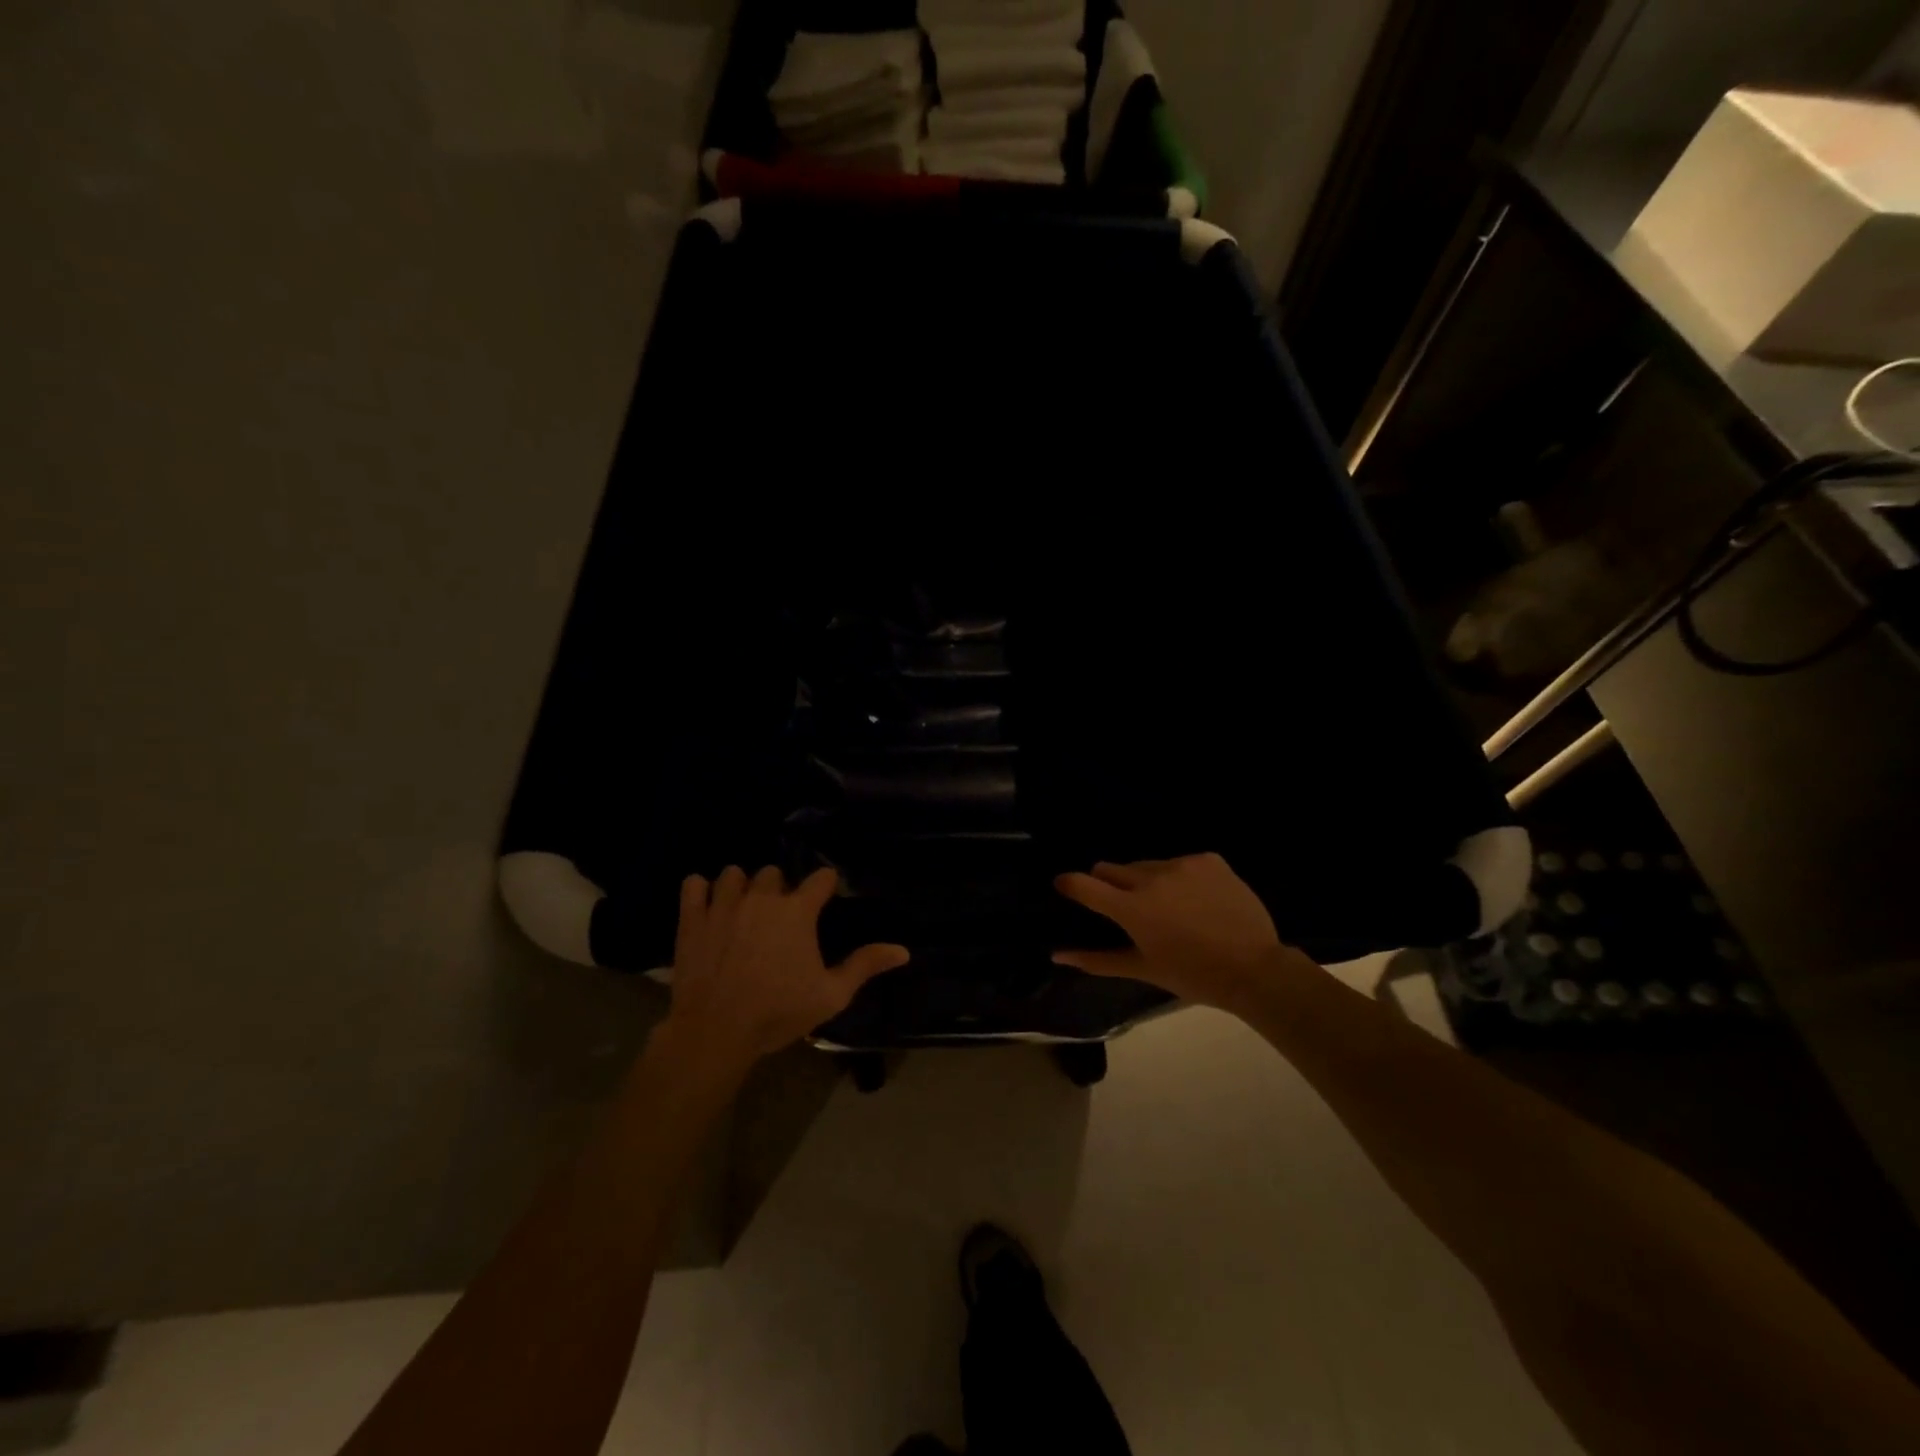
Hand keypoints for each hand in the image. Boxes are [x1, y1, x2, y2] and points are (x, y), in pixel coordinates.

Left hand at [659, 866, 908, 1076]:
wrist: (716, 1032)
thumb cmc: (778, 1013)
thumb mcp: (831, 995)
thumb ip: (865, 965)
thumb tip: (902, 950)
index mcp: (797, 911)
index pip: (820, 877)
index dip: (825, 886)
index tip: (825, 899)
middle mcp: (762, 897)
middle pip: (774, 872)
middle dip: (780, 889)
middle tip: (780, 917)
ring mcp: (723, 904)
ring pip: (734, 874)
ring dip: (742, 887)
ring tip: (743, 910)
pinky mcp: (692, 918)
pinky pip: (693, 884)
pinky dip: (701, 891)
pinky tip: (708, 907)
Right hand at [1052, 854, 1297, 1013]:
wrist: (1254, 968)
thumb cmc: (1193, 975)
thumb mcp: (1143, 969)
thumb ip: (1097, 960)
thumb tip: (1057, 956)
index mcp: (1131, 908)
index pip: (1084, 884)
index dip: (1069, 883)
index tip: (1064, 886)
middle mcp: (1151, 877)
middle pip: (1113, 869)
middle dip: (1110, 884)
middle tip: (1127, 908)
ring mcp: (1182, 864)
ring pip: (1148, 865)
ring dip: (1147, 881)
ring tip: (1169, 906)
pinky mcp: (1209, 860)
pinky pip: (1182, 863)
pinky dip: (1181, 878)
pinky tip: (1197, 899)